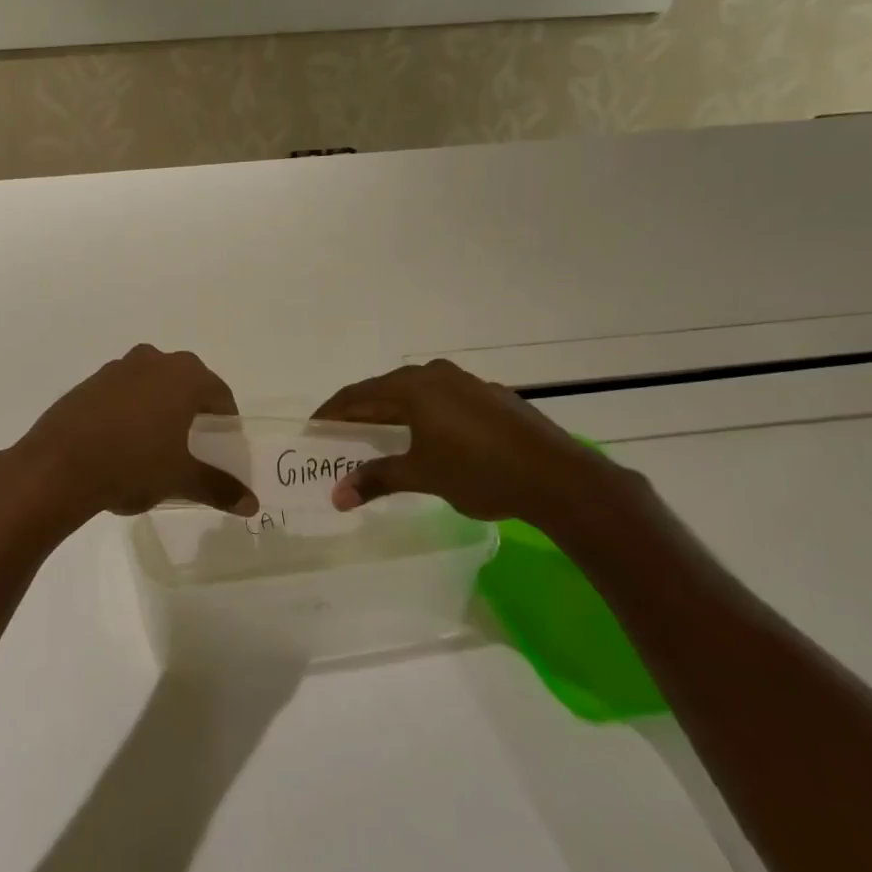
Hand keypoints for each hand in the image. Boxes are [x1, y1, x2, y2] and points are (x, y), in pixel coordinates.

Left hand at [12, 345, 258, 519]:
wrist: (58, 466)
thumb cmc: (133, 464)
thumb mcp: (181, 479)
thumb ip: (218, 487)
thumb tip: (251, 504)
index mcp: (183, 377)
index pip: (219, 393)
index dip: (226, 420)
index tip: (223, 445)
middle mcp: (152, 362)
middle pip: (185, 383)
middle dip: (192, 410)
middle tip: (193, 444)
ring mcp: (116, 369)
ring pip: (151, 385)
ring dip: (159, 407)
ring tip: (157, 445)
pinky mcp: (88, 384)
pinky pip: (121, 393)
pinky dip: (129, 411)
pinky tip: (121, 443)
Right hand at [312, 359, 628, 525]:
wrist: (558, 477)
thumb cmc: (479, 472)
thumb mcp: (421, 476)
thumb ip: (376, 480)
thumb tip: (336, 496)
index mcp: (411, 388)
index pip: (356, 395)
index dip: (331, 413)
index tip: (313, 430)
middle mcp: (435, 375)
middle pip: (384, 390)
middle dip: (360, 413)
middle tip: (341, 436)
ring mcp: (467, 383)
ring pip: (415, 393)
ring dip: (392, 413)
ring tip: (380, 437)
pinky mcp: (491, 397)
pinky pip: (442, 400)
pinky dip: (423, 416)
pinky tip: (428, 438)